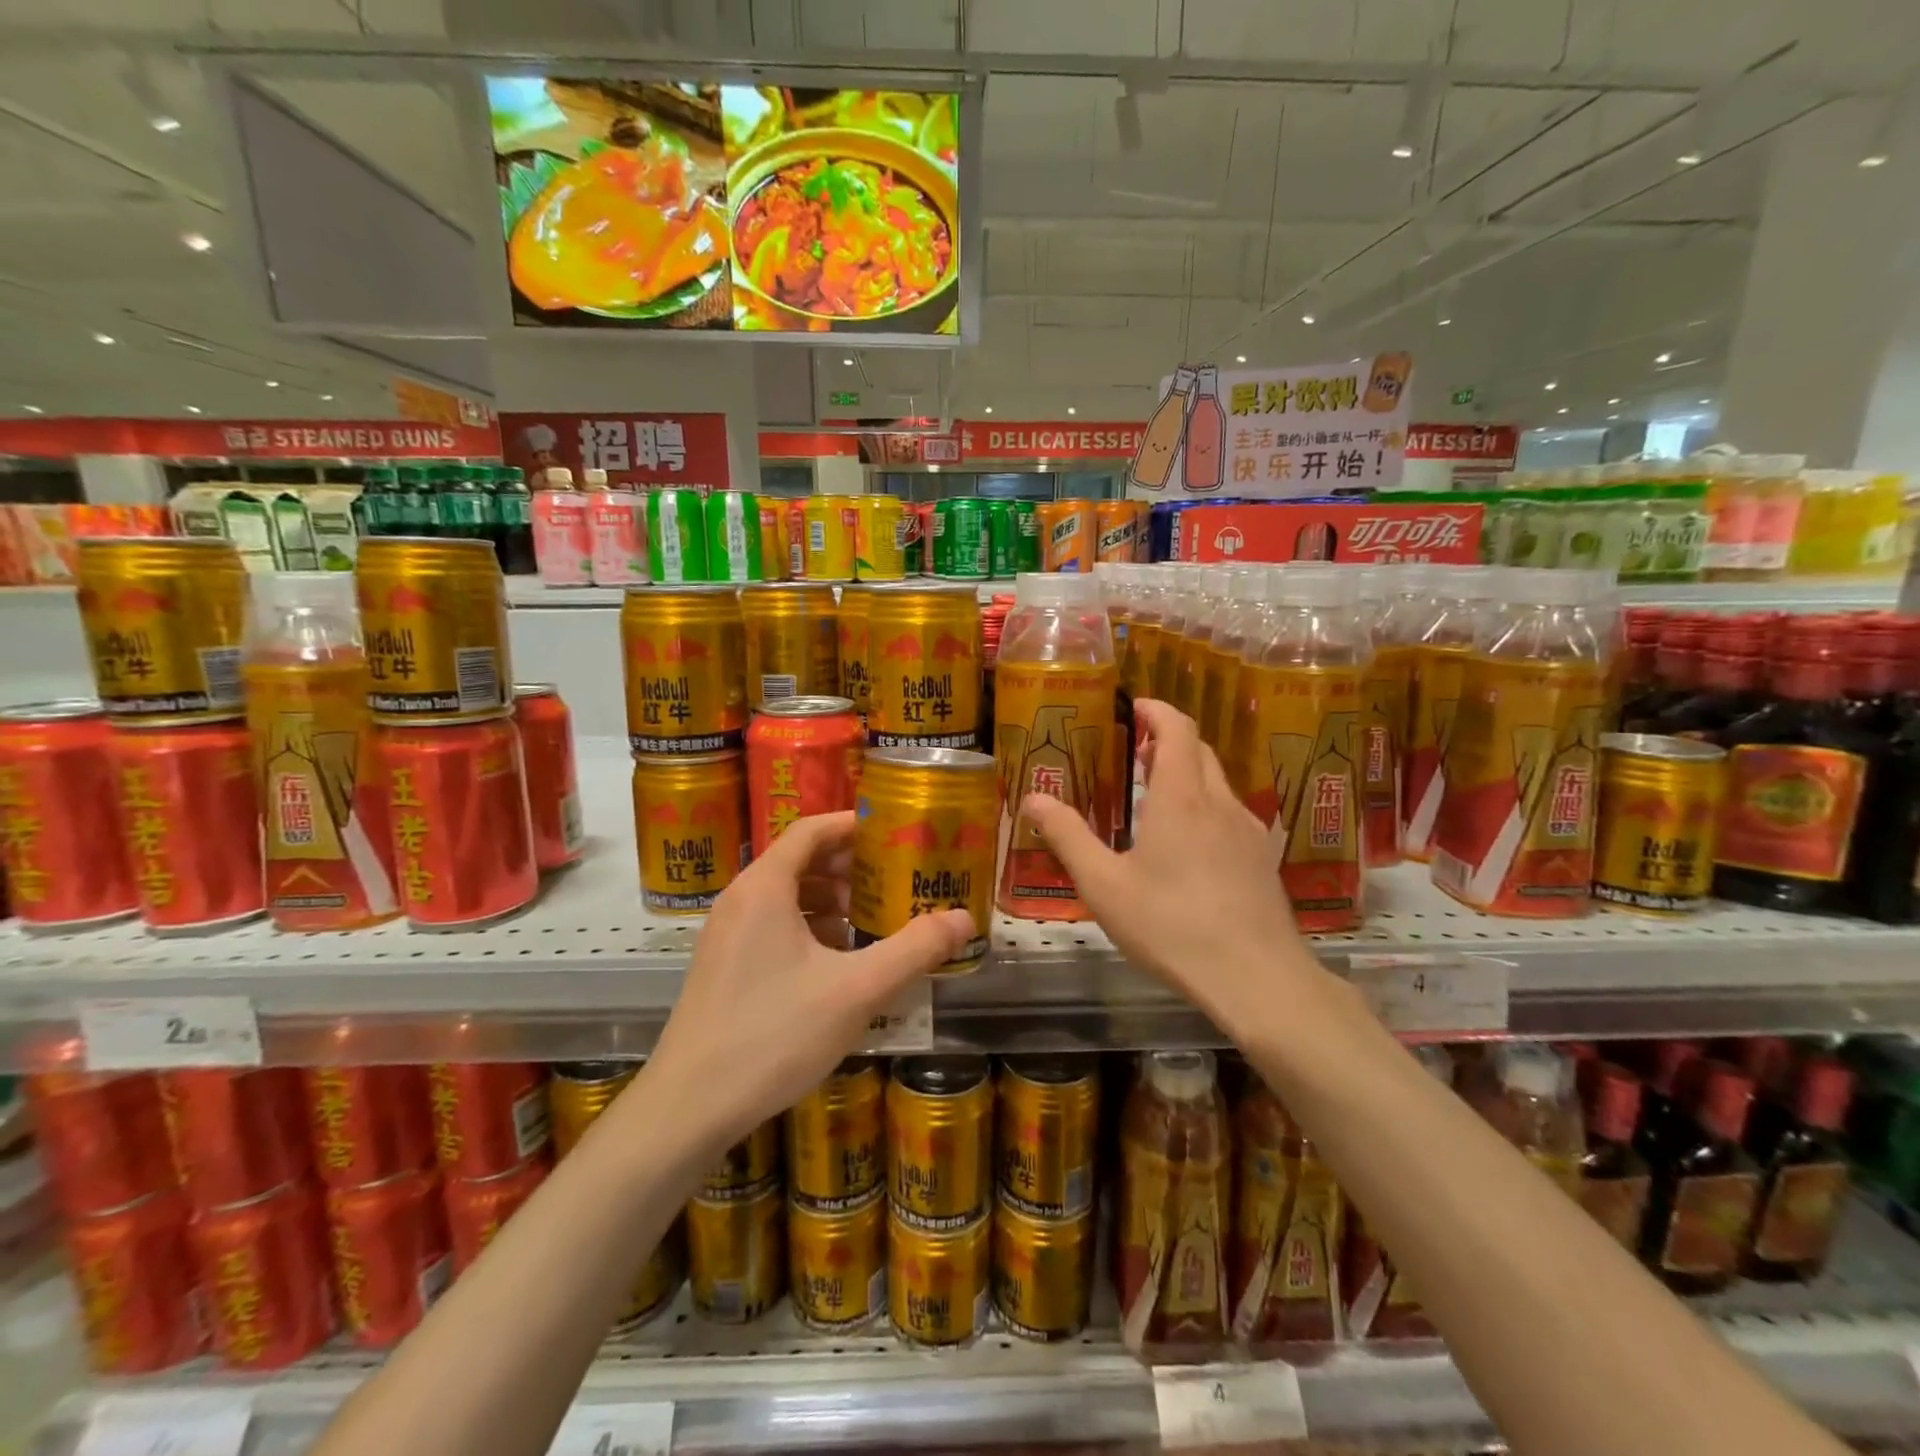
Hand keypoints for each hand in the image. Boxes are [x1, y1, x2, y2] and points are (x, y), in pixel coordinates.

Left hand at [646, 811, 971, 1153]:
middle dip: (849, 866)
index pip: (811, 830)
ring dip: (830, 899)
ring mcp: (726, 934)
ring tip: (873, 917)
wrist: (687, 1108)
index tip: (895, 833)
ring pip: (786, 896)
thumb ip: (914, 950)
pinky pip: (772, 925)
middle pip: (800, 860)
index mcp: (764, 887)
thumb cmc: (773, 1035)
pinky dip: (809, 927)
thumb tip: (964, 919)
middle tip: (896, 877)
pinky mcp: (723, 966)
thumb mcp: (856, 990)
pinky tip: (838, 959)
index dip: (853, 826)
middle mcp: (740, 899)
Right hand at [1023, 699, 1321, 1035]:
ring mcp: (1248, 832)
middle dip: (1169, 740)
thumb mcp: (1104, 885)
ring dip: (1188, 773)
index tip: (1135, 707)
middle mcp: (1220, 804)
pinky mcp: (1261, 861)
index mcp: (1181, 798)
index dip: (1157, 710)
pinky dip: (1204, 806)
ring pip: (1218, 783)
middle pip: (1199, 751)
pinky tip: (1188, 845)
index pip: (1178, 729)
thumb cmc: (1171, 926)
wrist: (1257, 978)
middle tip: (1135, 752)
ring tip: (1155, 796)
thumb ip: (1067, 837)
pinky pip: (1230, 814)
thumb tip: (1033, 799)